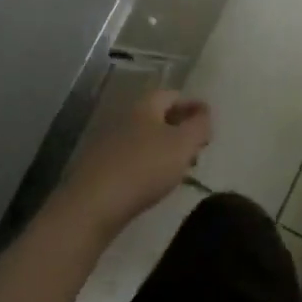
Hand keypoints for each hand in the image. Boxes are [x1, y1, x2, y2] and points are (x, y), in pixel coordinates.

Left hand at [60, 89, 211, 234]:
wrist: (93, 206)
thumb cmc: (145, 168)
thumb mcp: (183, 144)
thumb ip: (200, 125)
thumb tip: (204, 113)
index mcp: (145, 107)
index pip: (173, 95)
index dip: (193, 107)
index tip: (208, 125)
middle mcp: (124, 118)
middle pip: (158, 116)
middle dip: (180, 129)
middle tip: (197, 148)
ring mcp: (108, 143)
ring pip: (144, 138)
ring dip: (164, 149)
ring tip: (180, 169)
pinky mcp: (99, 167)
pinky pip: (131, 158)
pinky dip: (147, 164)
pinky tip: (154, 183)